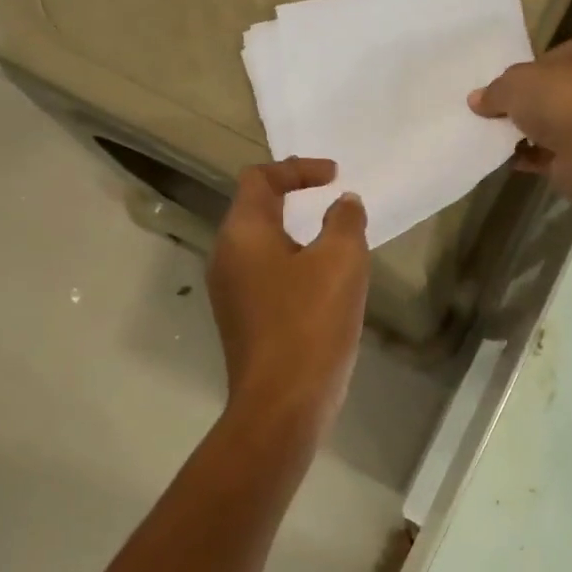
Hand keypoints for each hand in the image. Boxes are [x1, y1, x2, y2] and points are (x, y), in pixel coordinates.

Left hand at [208, 157, 369, 439]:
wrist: (283, 403)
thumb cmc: (310, 322)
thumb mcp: (341, 260)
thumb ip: (344, 221)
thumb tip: (343, 204)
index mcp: (242, 233)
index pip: (260, 178)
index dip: (298, 168)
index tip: (336, 177)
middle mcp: (226, 257)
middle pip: (257, 210)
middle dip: (298, 201)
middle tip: (336, 207)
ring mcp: (230, 293)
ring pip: (264, 247)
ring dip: (299, 237)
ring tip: (338, 246)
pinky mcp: (243, 321)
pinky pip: (268, 277)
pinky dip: (295, 267)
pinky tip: (326, 288)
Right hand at [469, 30, 571, 202]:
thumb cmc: (560, 96)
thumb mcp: (514, 83)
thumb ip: (495, 90)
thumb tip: (476, 100)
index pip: (559, 52)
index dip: (531, 66)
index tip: (506, 81)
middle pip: (557, 89)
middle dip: (529, 102)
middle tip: (496, 109)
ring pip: (556, 123)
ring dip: (529, 131)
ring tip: (494, 135)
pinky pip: (553, 153)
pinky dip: (532, 156)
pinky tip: (506, 159)